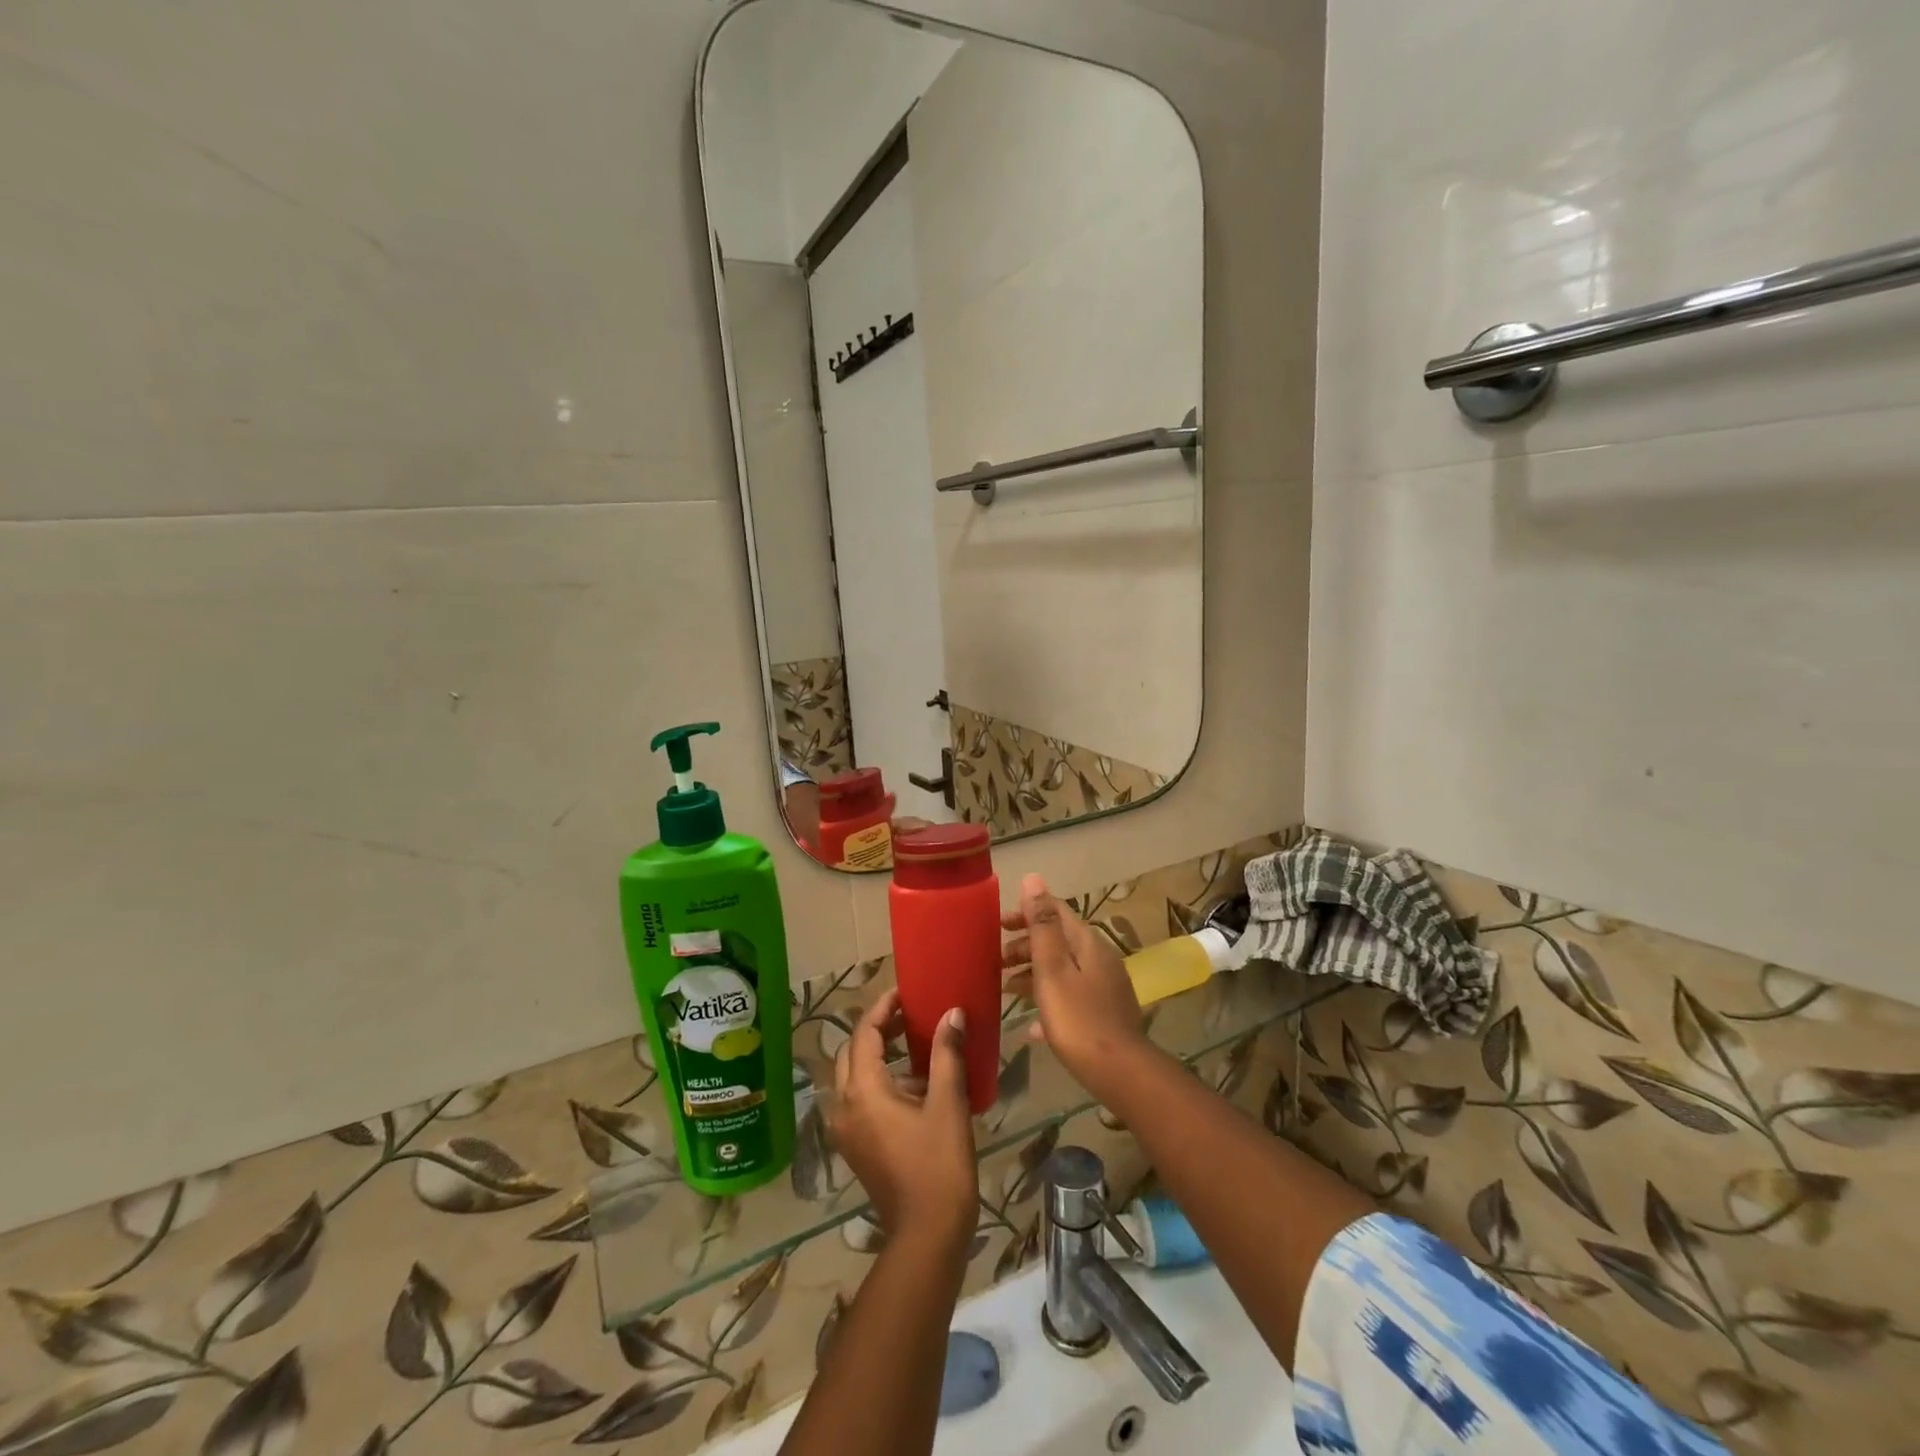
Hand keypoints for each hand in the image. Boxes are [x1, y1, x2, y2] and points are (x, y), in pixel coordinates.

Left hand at [828, 990, 977, 1254]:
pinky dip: (879, 1082)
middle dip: (878, 1030)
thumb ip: (946, 1053)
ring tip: (915, 1045)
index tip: (904, 993)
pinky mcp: (855, 1146)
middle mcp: (843, 1106)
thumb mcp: (947, 1103)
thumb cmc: (939, 1165)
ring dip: (878, 1055)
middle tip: (909, 1016)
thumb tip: (952, 1013)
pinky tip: (914, 1085)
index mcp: (862, 1091)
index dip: (882, 1009)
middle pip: (852, 1052)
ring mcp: (845, 1130)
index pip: (864, 1033)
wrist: (927, 1235)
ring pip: (853, 1076)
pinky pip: (859, 1099)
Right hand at [1001, 874, 1148, 1098]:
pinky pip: (1070, 996)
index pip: (1055, 911)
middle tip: (995, 959)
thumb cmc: (1078, 1018)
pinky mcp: (1104, 1012)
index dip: (1026, 911)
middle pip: (1058, 940)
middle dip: (1025, 945)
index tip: (997, 924)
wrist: (1119, 1072)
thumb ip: (1042, 924)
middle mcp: (1099, 957)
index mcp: (1087, 942)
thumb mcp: (1053, 969)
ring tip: (1005, 989)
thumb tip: (1033, 878)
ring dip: (1033, 973)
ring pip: (1062, 969)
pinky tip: (1032, 1025)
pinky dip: (1048, 1000)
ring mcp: (1104, 986)